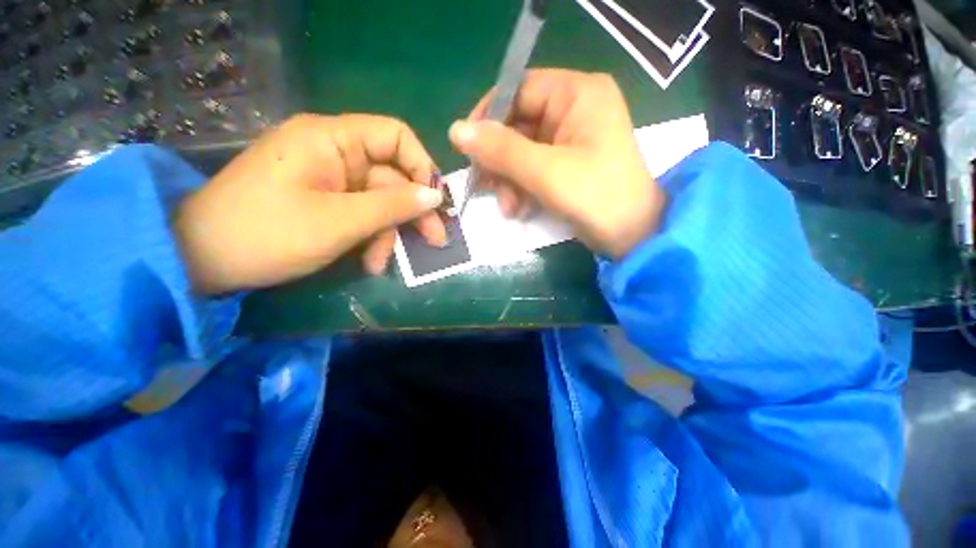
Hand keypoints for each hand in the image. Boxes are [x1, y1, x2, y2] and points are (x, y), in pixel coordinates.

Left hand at [175, 114, 445, 293]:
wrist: (202, 260)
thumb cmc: (267, 233)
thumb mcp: (339, 221)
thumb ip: (392, 206)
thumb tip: (435, 197)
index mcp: (332, 139)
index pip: (395, 136)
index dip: (422, 167)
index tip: (435, 202)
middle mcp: (334, 152)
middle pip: (392, 176)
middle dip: (413, 211)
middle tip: (435, 241)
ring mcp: (330, 179)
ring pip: (380, 202)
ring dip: (388, 234)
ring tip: (380, 264)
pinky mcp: (326, 201)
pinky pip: (363, 215)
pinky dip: (370, 238)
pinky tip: (368, 263)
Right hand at [448, 69, 664, 258]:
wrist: (631, 236)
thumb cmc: (596, 197)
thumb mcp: (545, 172)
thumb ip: (501, 150)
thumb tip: (456, 130)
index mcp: (577, 94)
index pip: (519, 89)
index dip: (489, 116)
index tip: (467, 147)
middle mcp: (574, 109)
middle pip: (517, 124)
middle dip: (499, 161)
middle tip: (484, 185)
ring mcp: (570, 138)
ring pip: (521, 151)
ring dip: (508, 180)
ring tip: (509, 208)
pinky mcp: (567, 163)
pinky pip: (532, 167)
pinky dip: (521, 188)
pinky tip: (519, 209)